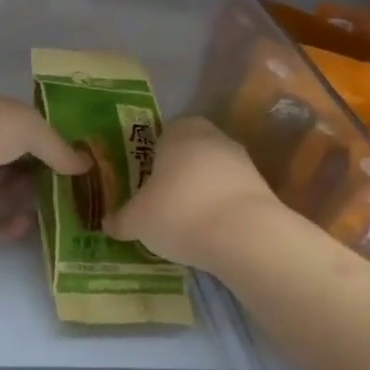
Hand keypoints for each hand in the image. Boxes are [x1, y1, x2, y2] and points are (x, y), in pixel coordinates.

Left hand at [0, 88, 87, 242]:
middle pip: (12, 166)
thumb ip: (57, 147)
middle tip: (74, 192)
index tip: (76, 162)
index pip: (21, 131)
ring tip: (61, 212)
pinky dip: (7, 229)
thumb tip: (84, 165)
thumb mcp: (29, 126)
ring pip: (1, 195)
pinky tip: (28, 226)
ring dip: (27, 202)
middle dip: (40, 177)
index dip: (48, 145)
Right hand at [104, 117, 276, 267]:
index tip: (141, 184)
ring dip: (199, 193)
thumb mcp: (137, 221)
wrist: (246, 237)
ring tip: (183, 224)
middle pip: (187, 154)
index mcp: (179, 131)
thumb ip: (121, 219)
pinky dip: (219, 209)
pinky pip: (230, 195)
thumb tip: (108, 223)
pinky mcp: (262, 188)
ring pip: (211, 174)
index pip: (160, 135)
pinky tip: (208, 233)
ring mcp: (242, 161)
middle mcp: (213, 137)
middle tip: (157, 204)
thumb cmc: (180, 213)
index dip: (149, 159)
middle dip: (174, 176)